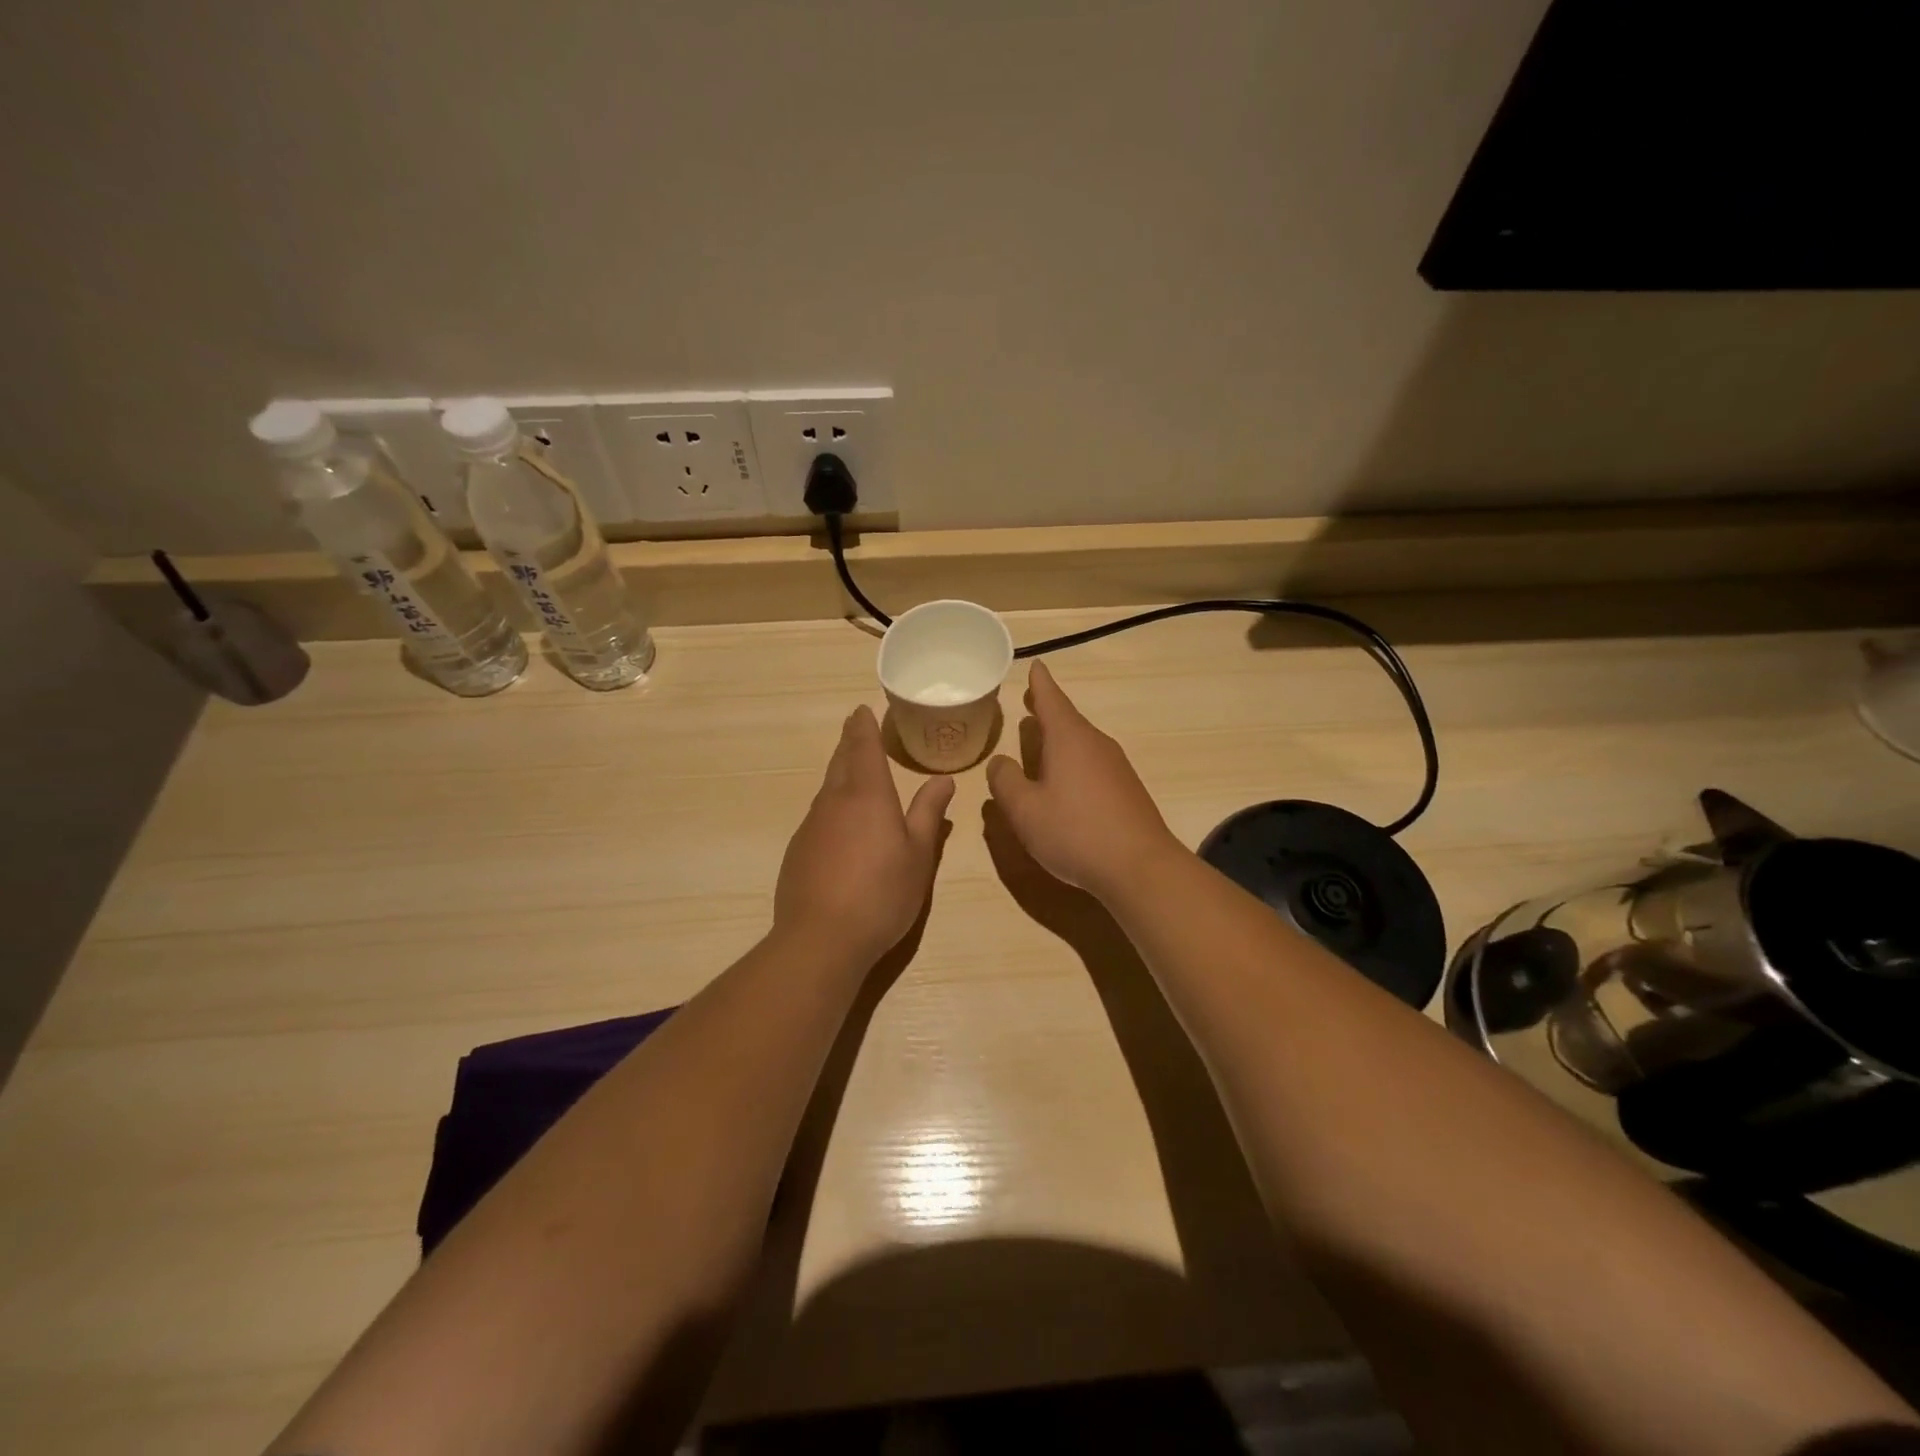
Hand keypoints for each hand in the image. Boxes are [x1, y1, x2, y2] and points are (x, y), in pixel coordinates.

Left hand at [773, 706, 954, 966]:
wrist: (821, 938)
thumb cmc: (882, 893)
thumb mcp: (918, 855)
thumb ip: (929, 814)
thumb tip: (943, 780)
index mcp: (867, 795)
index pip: (863, 748)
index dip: (863, 727)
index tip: (861, 710)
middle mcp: (834, 802)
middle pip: (840, 762)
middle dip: (849, 744)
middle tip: (856, 731)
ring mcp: (811, 826)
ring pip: (827, 790)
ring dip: (839, 775)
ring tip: (852, 774)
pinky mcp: (797, 851)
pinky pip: (818, 817)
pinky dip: (831, 809)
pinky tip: (840, 828)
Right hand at [985, 662, 1181, 901]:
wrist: (1139, 866)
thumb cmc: (1075, 831)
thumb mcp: (1025, 810)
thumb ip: (1005, 782)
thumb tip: (999, 763)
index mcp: (1068, 739)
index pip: (1050, 699)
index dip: (1039, 683)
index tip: (1035, 665)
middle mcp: (1095, 744)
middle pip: (1068, 719)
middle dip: (1047, 710)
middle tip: (1030, 700)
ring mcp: (1116, 767)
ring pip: (1081, 743)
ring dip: (1060, 739)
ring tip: (1041, 742)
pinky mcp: (1126, 790)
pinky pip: (1093, 764)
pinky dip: (1074, 763)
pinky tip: (1066, 783)